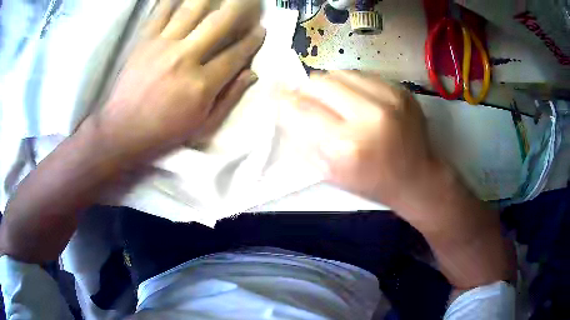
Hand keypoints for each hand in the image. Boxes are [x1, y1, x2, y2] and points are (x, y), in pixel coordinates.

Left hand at [96, 0, 264, 162]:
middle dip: (240, 7)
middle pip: (219, 22)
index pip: (236, 54)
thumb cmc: (164, 133)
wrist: (123, 131)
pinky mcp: (144, 41)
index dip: (252, 40)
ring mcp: (163, 45)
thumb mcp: (203, 127)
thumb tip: (252, 74)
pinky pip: (161, 12)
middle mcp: (185, 57)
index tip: (261, 30)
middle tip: (250, 0)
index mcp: (202, 84)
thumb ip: (229, 99)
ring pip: (192, 9)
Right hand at [278, 71, 439, 213]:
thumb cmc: (371, 182)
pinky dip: (351, 84)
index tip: (278, 97)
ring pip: (340, 73)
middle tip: (309, 101)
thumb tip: (283, 108)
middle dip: (307, 91)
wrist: (417, 178)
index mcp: (345, 146)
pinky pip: (362, 75)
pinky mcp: (401, 90)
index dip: (284, 101)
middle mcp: (368, 116)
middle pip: (319, 83)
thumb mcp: (329, 173)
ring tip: (335, 101)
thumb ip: (302, 140)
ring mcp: (389, 98)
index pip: (300, 109)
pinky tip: (357, 99)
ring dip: (329, 85)